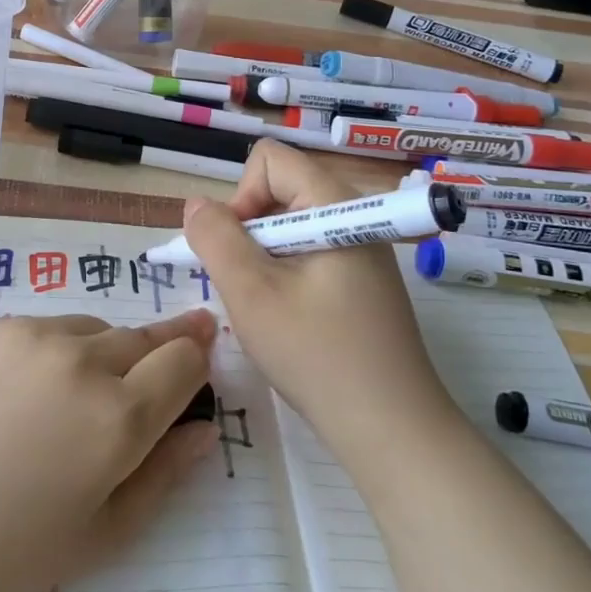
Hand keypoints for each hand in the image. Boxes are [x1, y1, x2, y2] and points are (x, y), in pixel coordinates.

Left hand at [0, 311, 217, 591]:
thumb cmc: (5, 549)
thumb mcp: (100, 536)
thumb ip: (162, 477)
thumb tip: (203, 431)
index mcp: (118, 418)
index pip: (184, 361)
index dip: (198, 360)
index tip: (202, 360)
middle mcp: (85, 360)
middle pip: (146, 337)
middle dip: (163, 349)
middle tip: (168, 358)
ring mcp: (37, 335)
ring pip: (98, 329)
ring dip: (107, 352)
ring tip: (81, 393)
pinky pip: (51, 327)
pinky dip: (60, 349)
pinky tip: (31, 389)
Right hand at [184, 141, 459, 456]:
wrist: (394, 432)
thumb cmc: (318, 356)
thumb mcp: (252, 293)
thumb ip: (216, 239)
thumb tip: (196, 205)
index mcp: (334, 205)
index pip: (270, 160)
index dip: (241, 196)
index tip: (239, 251)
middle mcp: (352, 215)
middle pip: (279, 190)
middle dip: (248, 231)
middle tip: (248, 286)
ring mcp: (361, 249)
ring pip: (289, 226)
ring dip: (263, 258)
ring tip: (267, 308)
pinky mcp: (362, 280)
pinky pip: (308, 253)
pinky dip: (285, 275)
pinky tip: (289, 320)